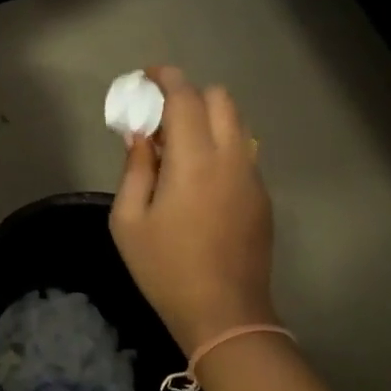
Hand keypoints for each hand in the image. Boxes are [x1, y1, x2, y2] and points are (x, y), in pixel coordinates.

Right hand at [109, 67, 277, 353]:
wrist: (225, 314)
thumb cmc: (165, 269)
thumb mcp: (129, 221)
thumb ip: (134, 169)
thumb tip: (139, 136)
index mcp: (194, 161)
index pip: (185, 97)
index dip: (165, 78)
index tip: (146, 76)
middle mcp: (231, 157)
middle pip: (219, 99)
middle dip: (188, 95)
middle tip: (158, 119)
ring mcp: (252, 176)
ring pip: (236, 123)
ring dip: (207, 119)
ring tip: (177, 148)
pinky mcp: (262, 196)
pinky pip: (242, 151)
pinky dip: (220, 144)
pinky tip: (197, 178)